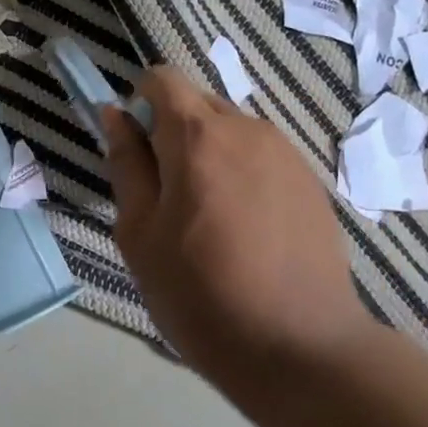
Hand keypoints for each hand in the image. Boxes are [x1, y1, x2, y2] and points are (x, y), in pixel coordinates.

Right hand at [102, 67, 369, 384]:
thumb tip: (115, 116)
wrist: (300, 347)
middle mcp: (247, 128)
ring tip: (212, 220)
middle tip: (169, 198)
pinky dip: (244, 175)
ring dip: (211, 156)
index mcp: (198, 135)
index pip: (162, 79)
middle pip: (198, 104)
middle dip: (174, 134)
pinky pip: (262, 158)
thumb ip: (126, 165)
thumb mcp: (140, 233)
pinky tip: (248, 232)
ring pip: (232, 132)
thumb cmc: (200, 293)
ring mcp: (286, 153)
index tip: (139, 155)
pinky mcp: (312, 181)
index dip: (141, 106)